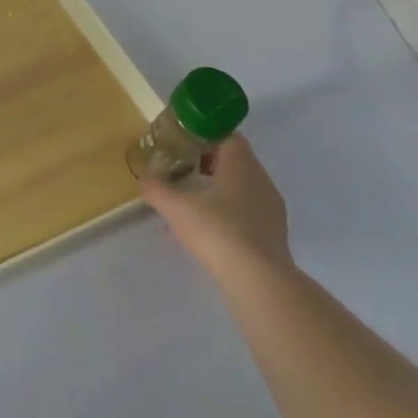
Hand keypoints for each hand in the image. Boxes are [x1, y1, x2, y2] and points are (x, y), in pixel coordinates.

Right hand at [140, 135, 292, 282]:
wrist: (259, 282)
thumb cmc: (217, 231)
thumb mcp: (175, 207)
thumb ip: (156, 187)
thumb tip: (143, 177)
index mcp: (242, 165)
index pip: (227, 135)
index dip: (203, 134)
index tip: (181, 142)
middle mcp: (261, 180)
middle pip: (233, 161)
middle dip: (206, 163)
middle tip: (179, 169)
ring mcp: (271, 209)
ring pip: (239, 188)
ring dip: (215, 190)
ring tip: (188, 203)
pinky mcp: (273, 235)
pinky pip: (246, 212)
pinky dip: (226, 214)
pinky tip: (205, 232)